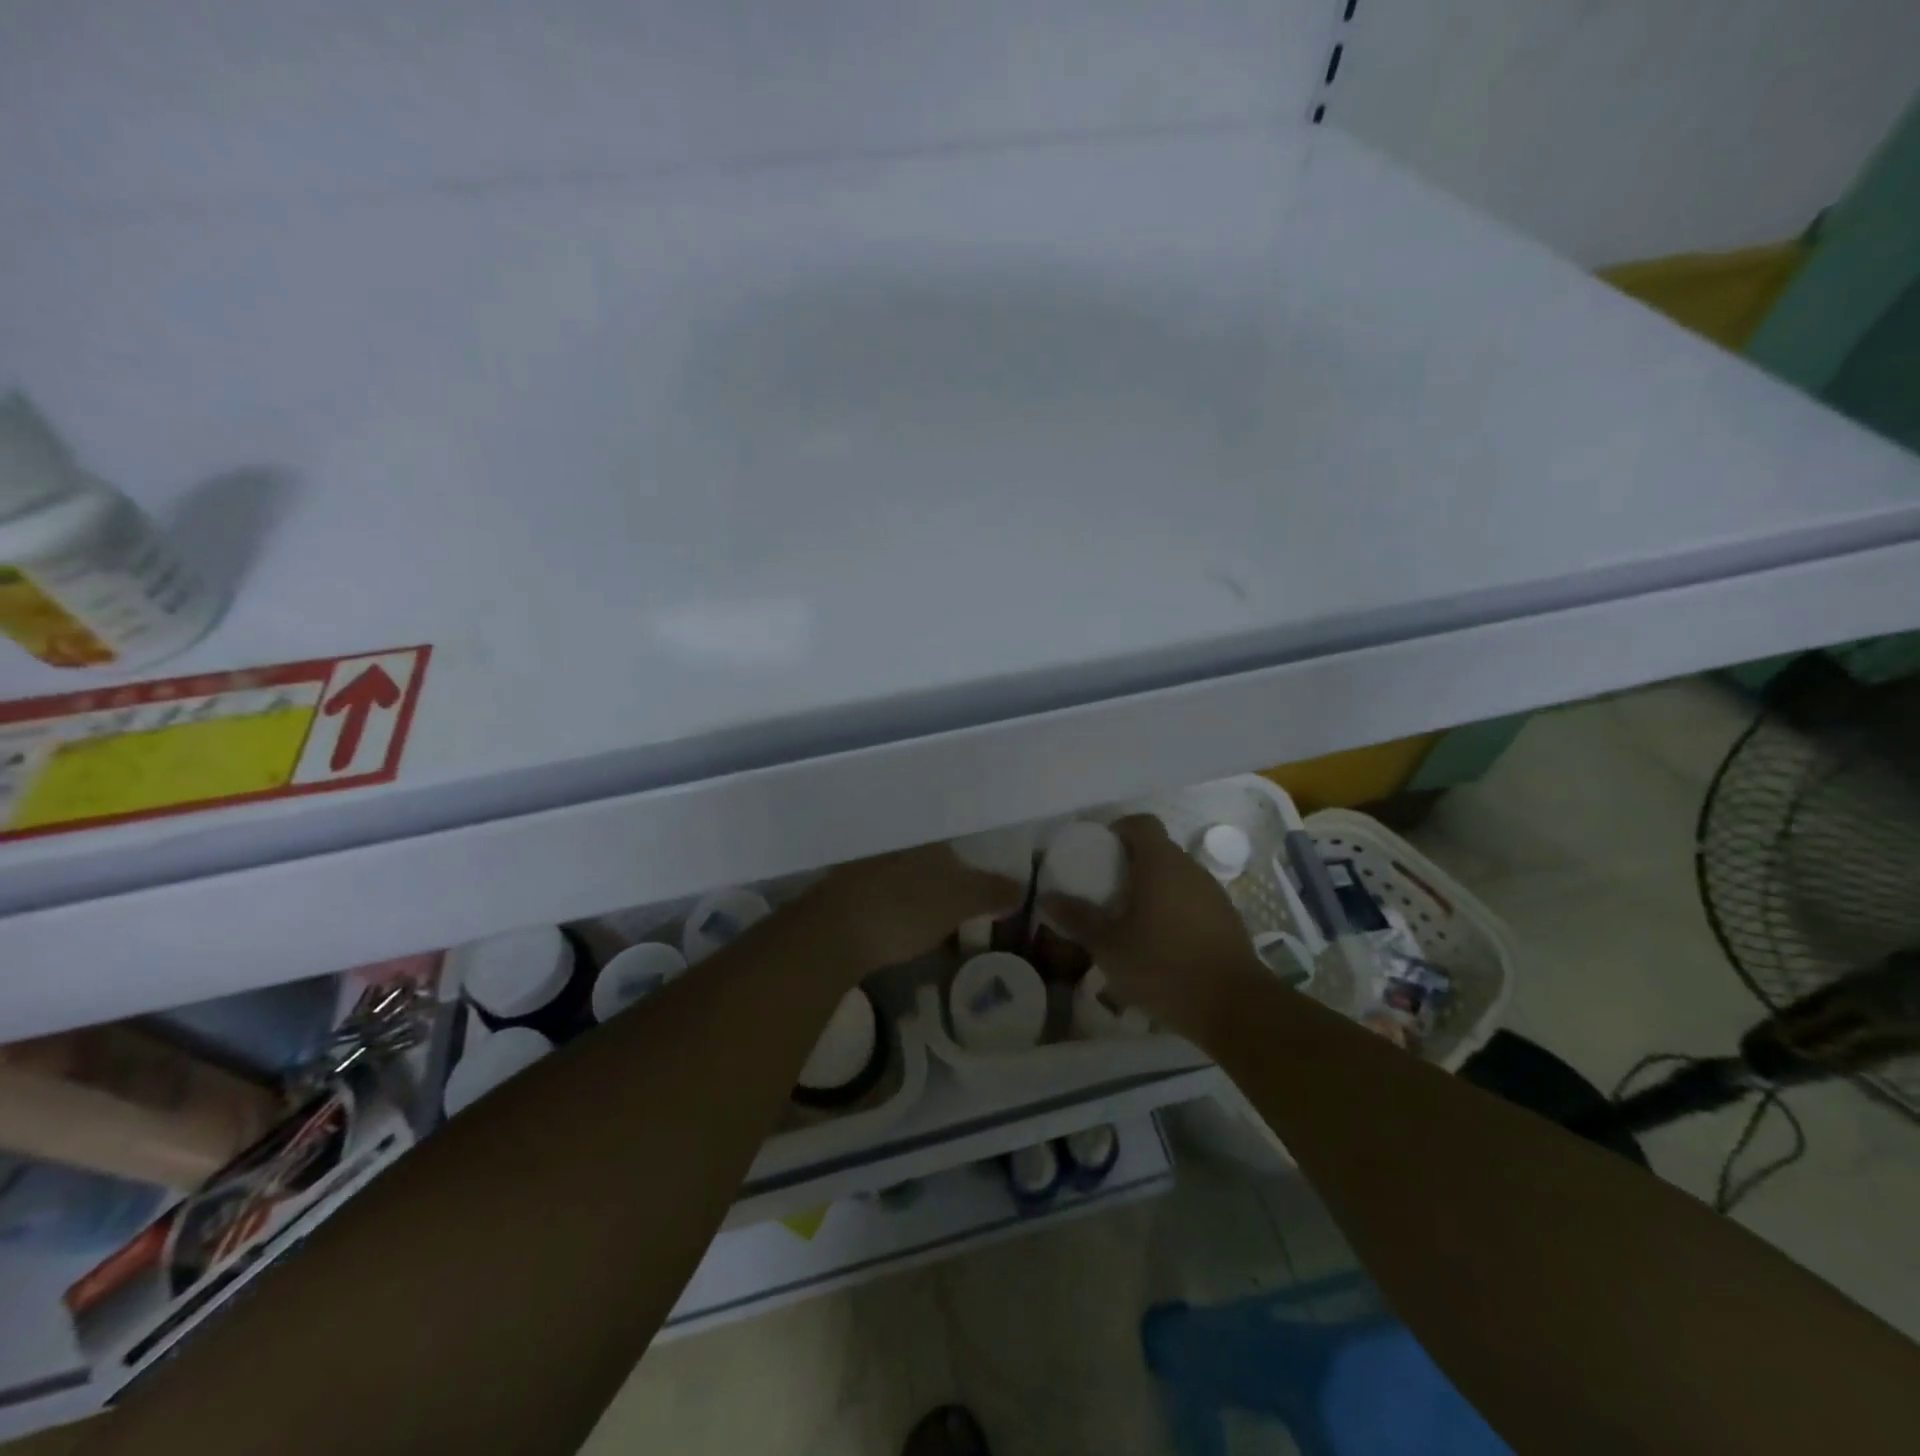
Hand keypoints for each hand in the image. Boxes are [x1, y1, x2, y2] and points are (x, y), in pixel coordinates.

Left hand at [808, 842, 1022, 975]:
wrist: (831, 933)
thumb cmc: (905, 910)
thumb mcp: (960, 902)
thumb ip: (992, 891)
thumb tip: (1021, 886)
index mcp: (926, 837)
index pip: (958, 847)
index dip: (972, 871)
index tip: (981, 897)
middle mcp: (896, 841)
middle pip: (930, 861)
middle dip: (945, 882)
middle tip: (961, 914)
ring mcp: (866, 863)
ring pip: (904, 876)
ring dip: (919, 896)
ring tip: (934, 927)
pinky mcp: (844, 889)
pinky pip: (882, 893)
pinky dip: (896, 907)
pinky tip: (900, 929)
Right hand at [1041, 814, 1264, 1042]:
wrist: (1236, 1008)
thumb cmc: (1164, 967)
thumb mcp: (1109, 947)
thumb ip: (1078, 919)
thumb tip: (1048, 897)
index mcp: (1161, 864)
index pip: (1141, 823)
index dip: (1118, 830)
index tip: (1098, 852)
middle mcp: (1190, 869)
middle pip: (1157, 850)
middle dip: (1130, 865)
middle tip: (1105, 891)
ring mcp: (1213, 894)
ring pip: (1176, 878)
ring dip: (1152, 890)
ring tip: (1129, 922)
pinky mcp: (1227, 920)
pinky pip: (1192, 902)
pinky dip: (1172, 911)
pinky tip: (1159, 946)